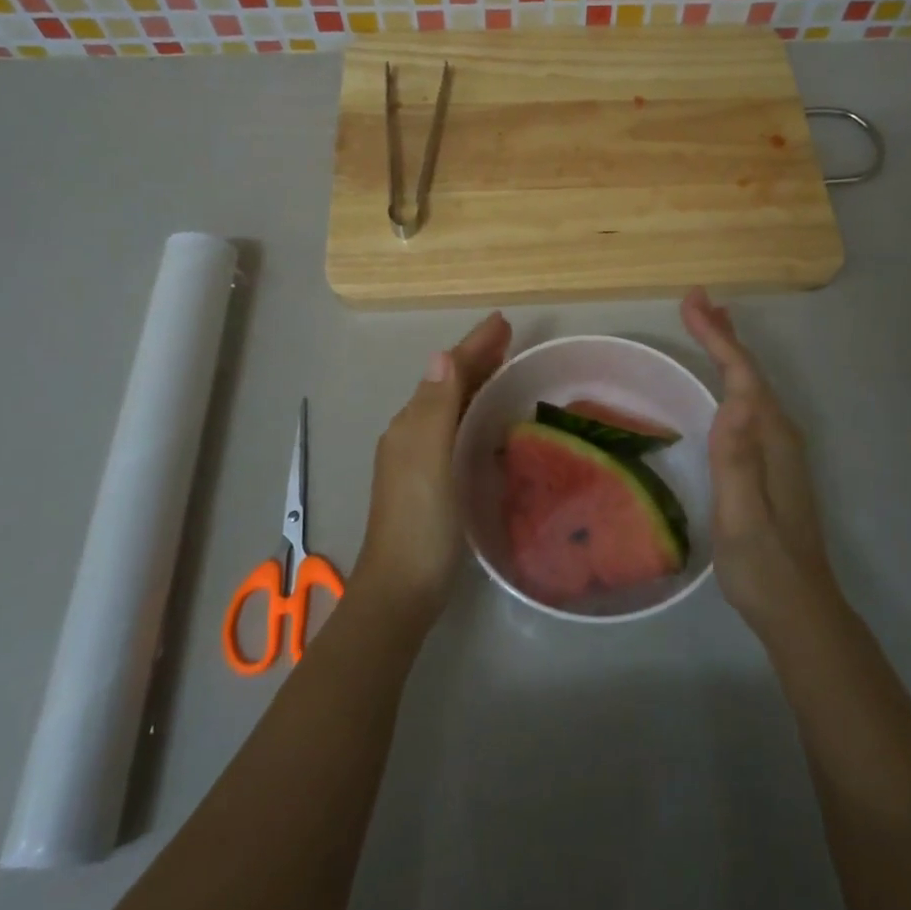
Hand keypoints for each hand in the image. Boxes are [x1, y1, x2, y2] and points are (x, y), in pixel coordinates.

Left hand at [355, 311, 511, 622]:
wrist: (401, 588)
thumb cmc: (420, 521)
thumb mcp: (428, 458)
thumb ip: (435, 407)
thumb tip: (441, 354)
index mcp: (412, 423)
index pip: (447, 371)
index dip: (474, 345)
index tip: (503, 321)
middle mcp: (412, 433)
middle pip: (448, 384)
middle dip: (476, 358)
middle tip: (509, 338)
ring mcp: (420, 459)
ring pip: (451, 406)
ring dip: (475, 382)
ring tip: (504, 368)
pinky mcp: (432, 481)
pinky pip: (455, 430)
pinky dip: (474, 412)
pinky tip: (489, 421)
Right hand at [680, 288, 835, 632]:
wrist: (798, 608)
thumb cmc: (763, 565)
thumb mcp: (742, 517)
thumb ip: (737, 461)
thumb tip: (735, 402)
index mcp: (771, 440)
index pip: (743, 376)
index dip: (718, 337)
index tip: (692, 302)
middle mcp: (780, 436)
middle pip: (751, 373)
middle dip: (724, 334)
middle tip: (697, 300)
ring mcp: (779, 451)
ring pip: (752, 387)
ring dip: (729, 353)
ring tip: (709, 325)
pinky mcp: (771, 464)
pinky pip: (749, 406)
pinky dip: (733, 381)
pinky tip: (723, 386)